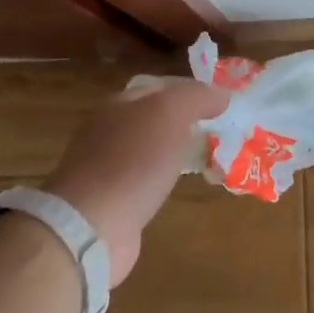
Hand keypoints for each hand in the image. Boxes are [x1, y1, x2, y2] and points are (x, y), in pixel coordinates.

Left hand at [45, 78, 226, 285]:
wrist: (91, 225)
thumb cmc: (133, 161)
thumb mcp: (170, 114)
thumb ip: (197, 97)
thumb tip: (222, 95)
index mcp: (119, 103)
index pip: (162, 87)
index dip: (192, 92)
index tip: (222, 106)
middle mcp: (108, 130)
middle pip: (153, 118)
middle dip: (184, 123)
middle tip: (218, 133)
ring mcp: (105, 167)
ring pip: (148, 150)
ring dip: (173, 153)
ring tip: (204, 159)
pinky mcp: (108, 201)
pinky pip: (143, 181)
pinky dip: (161, 181)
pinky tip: (175, 189)